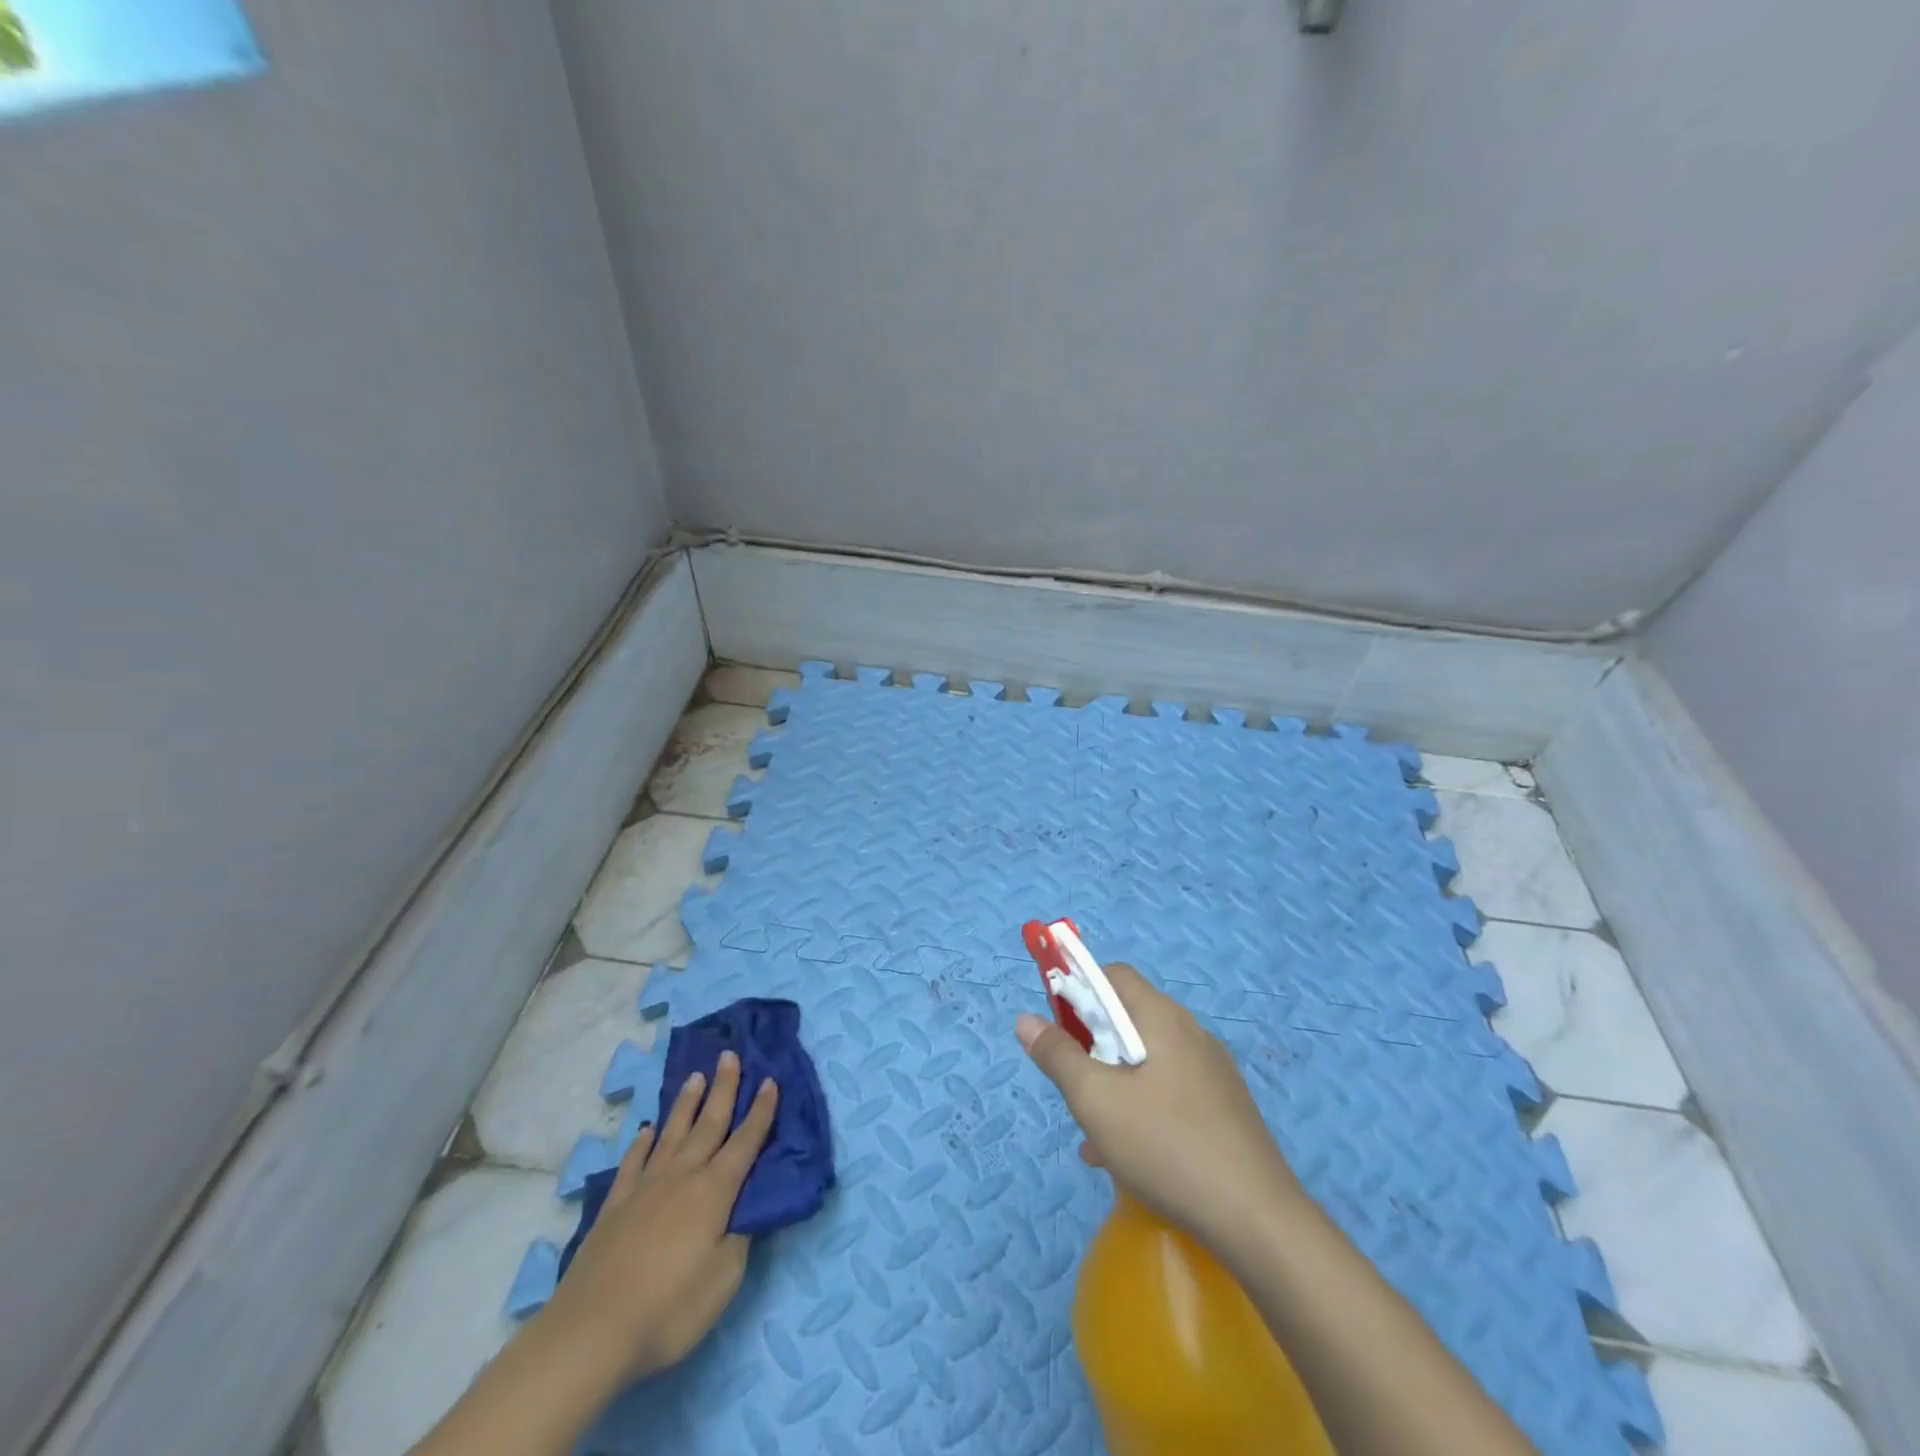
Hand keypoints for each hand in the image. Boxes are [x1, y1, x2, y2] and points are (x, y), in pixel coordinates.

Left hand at [541, 1050, 778, 1382]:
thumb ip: (740, 1237)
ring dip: (686, 1104)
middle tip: (729, 1055)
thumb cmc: (669, 1309)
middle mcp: (682, 1176)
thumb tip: (747, 1208)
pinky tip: (646, 1131)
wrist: (590, 1332)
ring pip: (672, 1133)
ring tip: (696, 1077)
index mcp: (714, 1191)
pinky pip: (633, 1162)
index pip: (745, 1142)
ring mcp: (645, 1188)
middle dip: (724, 1088)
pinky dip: (642, 1143)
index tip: (770, 1080)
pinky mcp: (615, 1206)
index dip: (761, 1111)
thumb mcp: (723, 1280)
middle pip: (708, 1123)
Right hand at [1016, 964, 1301, 1254]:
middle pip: (1128, 1019)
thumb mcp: (1095, 1101)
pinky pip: (1169, 1091)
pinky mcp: (1224, 1108)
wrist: (1258, 1220)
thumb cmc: (1166, 1146)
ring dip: (1113, 1083)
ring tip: (1092, 1133)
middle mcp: (1191, 1033)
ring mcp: (1212, 1072)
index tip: (1056, 1027)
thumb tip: (1025, 1019)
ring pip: (1146, 1061)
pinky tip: (1127, 1157)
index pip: (1113, 976)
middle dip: (1092, 1045)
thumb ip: (1057, 1056)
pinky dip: (1140, 1108)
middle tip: (1075, 1086)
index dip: (1077, 989)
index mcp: (1162, 1018)